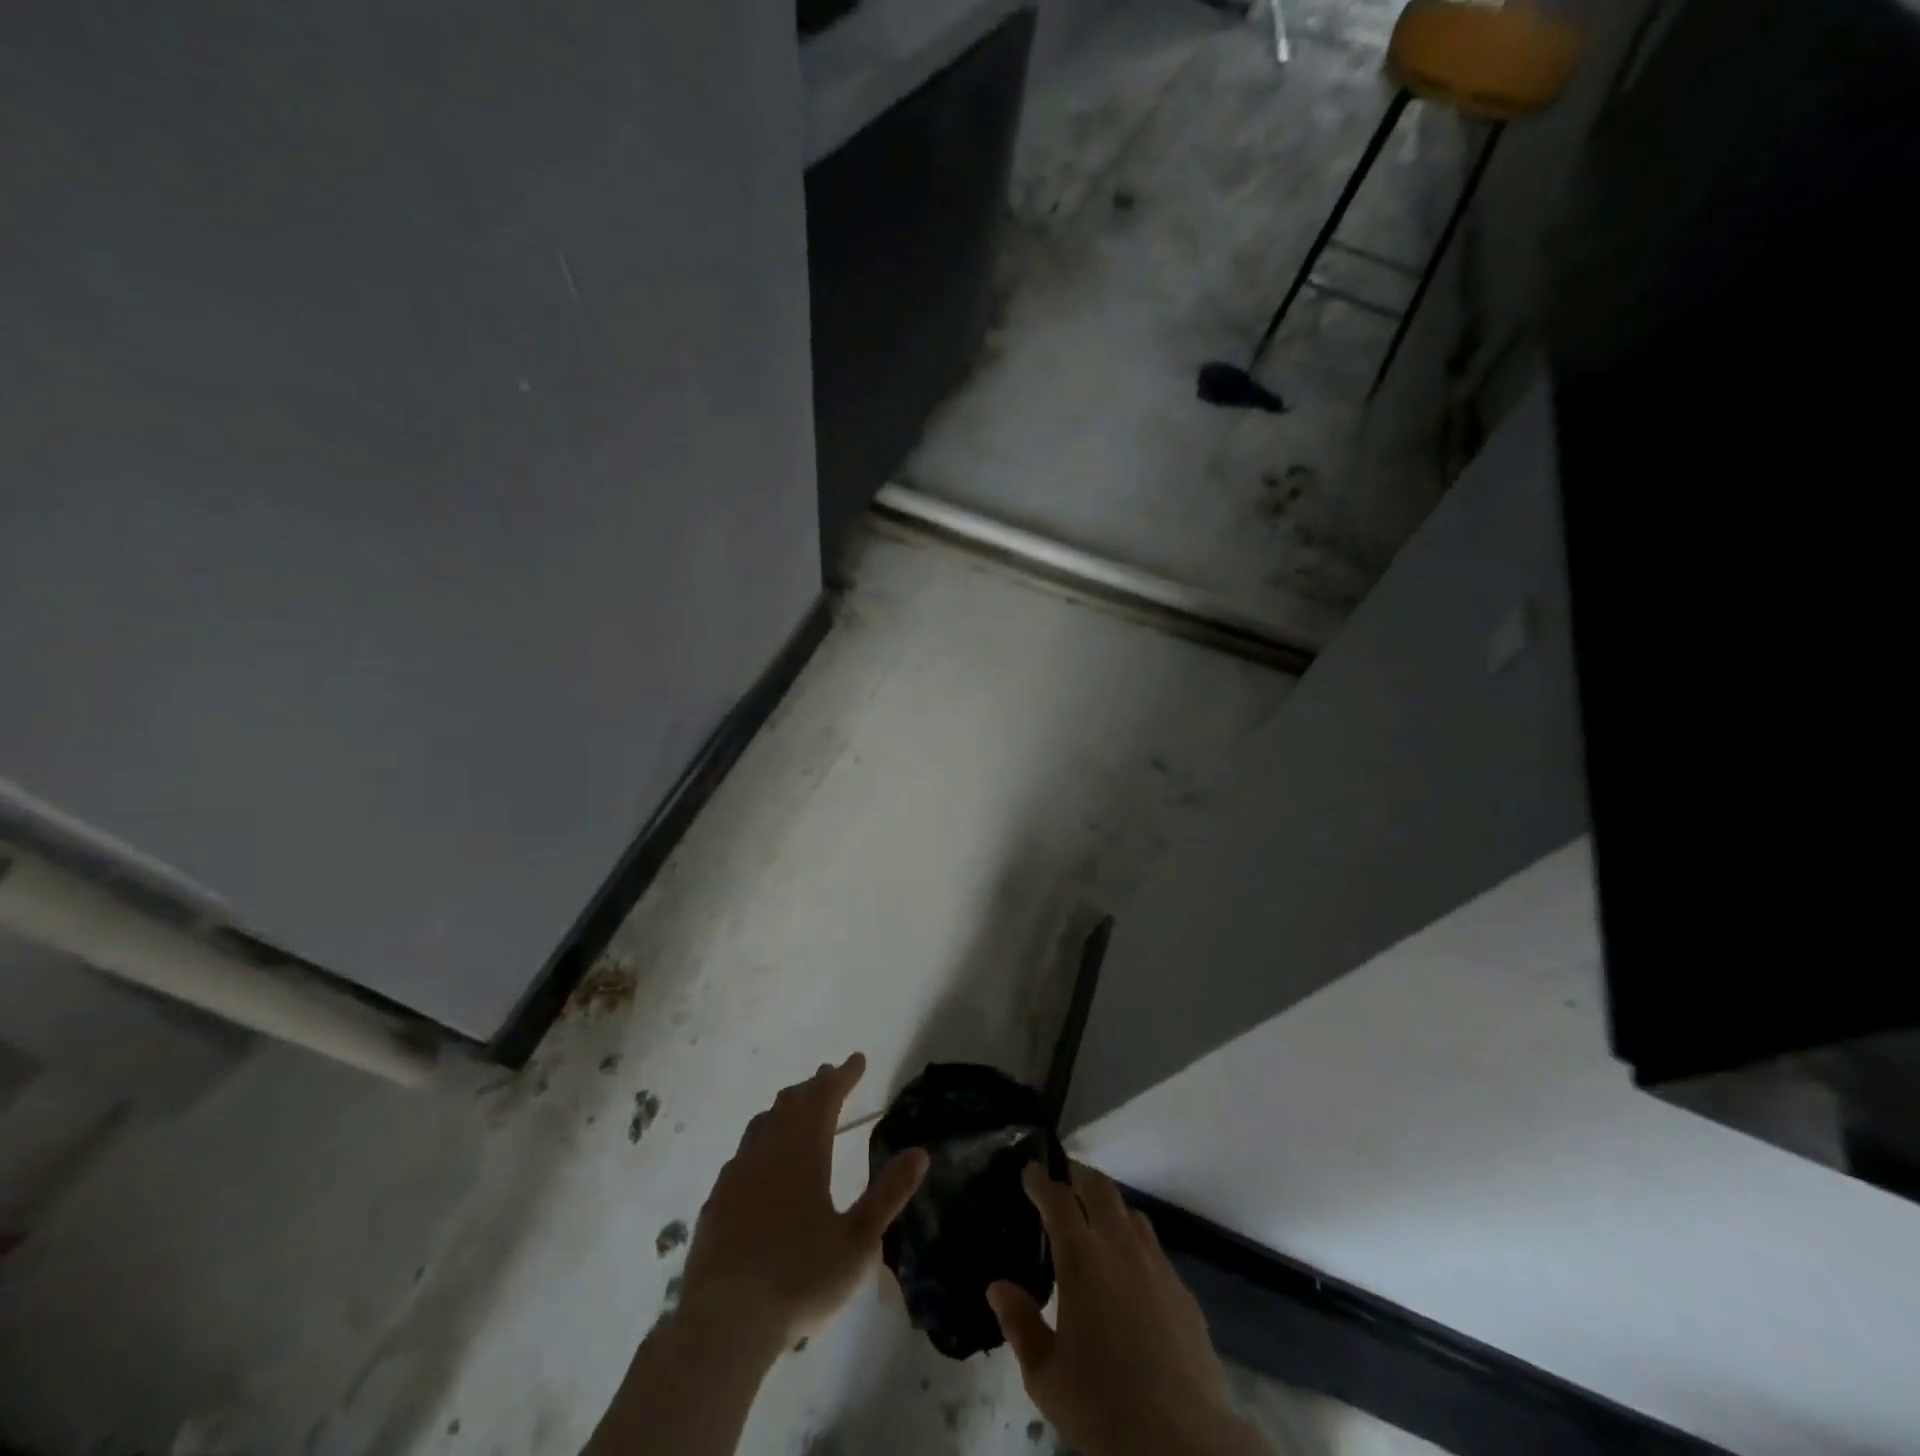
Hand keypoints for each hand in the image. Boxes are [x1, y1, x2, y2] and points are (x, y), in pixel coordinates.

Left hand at [679, 1053, 927, 1349]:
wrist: (723, 1323)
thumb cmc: (799, 1279)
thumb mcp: (857, 1242)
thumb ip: (888, 1194)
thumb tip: (920, 1152)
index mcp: (804, 1153)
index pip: (825, 1098)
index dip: (842, 1076)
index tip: (857, 1060)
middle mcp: (769, 1151)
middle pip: (792, 1102)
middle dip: (815, 1085)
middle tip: (830, 1076)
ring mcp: (737, 1174)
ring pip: (763, 1122)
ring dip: (785, 1106)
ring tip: (798, 1105)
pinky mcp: (716, 1201)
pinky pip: (743, 1152)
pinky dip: (761, 1138)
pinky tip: (760, 1158)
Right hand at [987, 1163, 1266, 1455]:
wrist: (1184, 1444)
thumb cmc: (1104, 1408)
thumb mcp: (1046, 1377)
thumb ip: (1020, 1325)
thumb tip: (998, 1287)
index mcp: (1082, 1259)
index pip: (1058, 1199)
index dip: (1041, 1180)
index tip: (1029, 1170)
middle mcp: (1121, 1247)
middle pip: (1100, 1189)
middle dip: (1078, 1175)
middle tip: (1062, 1176)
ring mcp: (1157, 1266)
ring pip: (1131, 1214)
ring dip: (1109, 1206)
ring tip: (1094, 1220)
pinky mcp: (1183, 1292)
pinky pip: (1153, 1249)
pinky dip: (1133, 1243)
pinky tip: (1128, 1272)